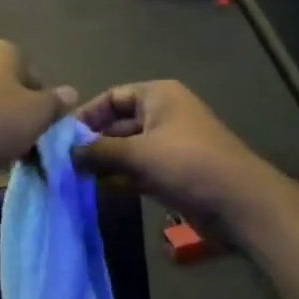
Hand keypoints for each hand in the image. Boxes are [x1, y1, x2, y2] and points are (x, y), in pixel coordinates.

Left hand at [0, 41, 76, 177]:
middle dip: (20, 115)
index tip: (43, 127)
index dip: (44, 103)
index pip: (36, 76)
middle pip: (11, 90)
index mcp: (5, 51)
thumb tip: (70, 93)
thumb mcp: (38, 114)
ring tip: (3, 154)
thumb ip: (56, 103)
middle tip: (26, 143)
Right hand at [72, 81, 267, 222]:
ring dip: (103, 163)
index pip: (112, 96)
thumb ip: (99, 152)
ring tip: (72, 178)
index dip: (87, 114)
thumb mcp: (139, 153)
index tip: (60, 136)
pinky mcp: (172, 173)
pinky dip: (119, 178)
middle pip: (118, 123)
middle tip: (61, 161)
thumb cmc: (188, 163)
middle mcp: (163, 115)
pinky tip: (96, 190)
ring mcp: (169, 146)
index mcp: (158, 96)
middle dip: (92, 142)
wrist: (238, 202)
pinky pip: (138, 170)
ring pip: (127, 150)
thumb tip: (67, 155)